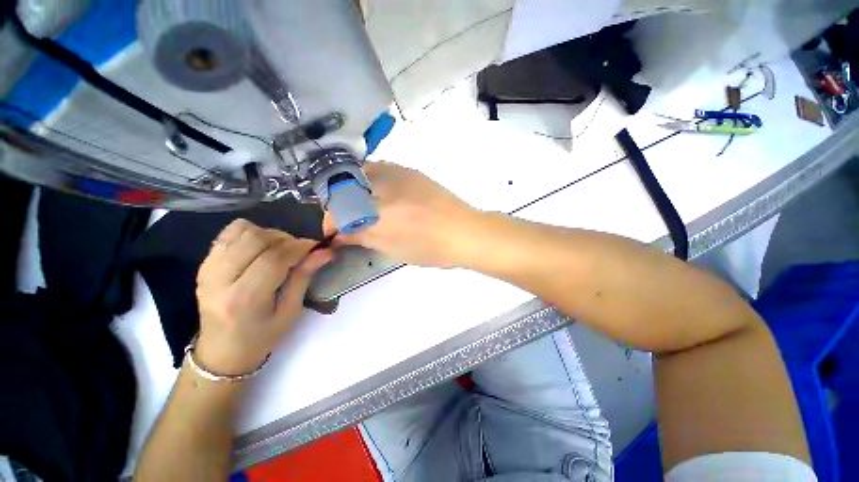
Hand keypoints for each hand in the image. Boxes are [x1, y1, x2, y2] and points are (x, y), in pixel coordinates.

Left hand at [194, 219, 332, 374]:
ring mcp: (207, 269)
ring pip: (242, 231)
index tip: (317, 247)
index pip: (273, 259)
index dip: (299, 247)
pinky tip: (261, 248)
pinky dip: (250, 233)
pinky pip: (229, 233)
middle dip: (285, 239)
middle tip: (299, 250)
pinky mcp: (204, 263)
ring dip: (269, 234)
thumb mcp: (290, 311)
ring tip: (280, 249)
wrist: (221, 351)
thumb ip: (305, 276)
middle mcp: (220, 280)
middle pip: (256, 239)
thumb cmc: (262, 336)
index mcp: (244, 299)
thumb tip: (325, 251)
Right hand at [324, 162, 480, 267]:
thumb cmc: (433, 249)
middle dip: (336, 201)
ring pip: (360, 172)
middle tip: (343, 217)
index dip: (330, 222)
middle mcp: (385, 187)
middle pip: (344, 185)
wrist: (465, 231)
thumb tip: (340, 235)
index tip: (333, 232)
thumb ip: (363, 238)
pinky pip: (379, 168)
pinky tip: (377, 193)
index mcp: (380, 213)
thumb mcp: (394, 249)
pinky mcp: (411, 170)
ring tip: (357, 204)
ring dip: (351, 187)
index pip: (339, 211)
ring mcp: (399, 173)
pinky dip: (369, 179)